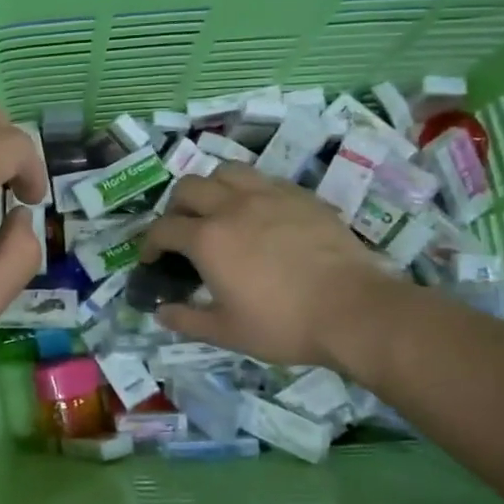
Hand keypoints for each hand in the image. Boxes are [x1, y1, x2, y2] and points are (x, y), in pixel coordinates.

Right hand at [138, 163, 398, 368]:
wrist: (354, 310)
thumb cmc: (284, 324)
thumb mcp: (227, 332)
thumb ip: (187, 320)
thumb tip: (160, 312)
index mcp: (207, 239)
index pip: (163, 228)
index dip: (149, 243)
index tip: (151, 258)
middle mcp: (231, 206)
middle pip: (188, 188)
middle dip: (175, 207)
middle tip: (182, 231)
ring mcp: (268, 195)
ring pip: (225, 171)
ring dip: (211, 187)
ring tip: (217, 209)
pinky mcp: (300, 195)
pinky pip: (262, 179)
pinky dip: (247, 190)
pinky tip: (258, 213)